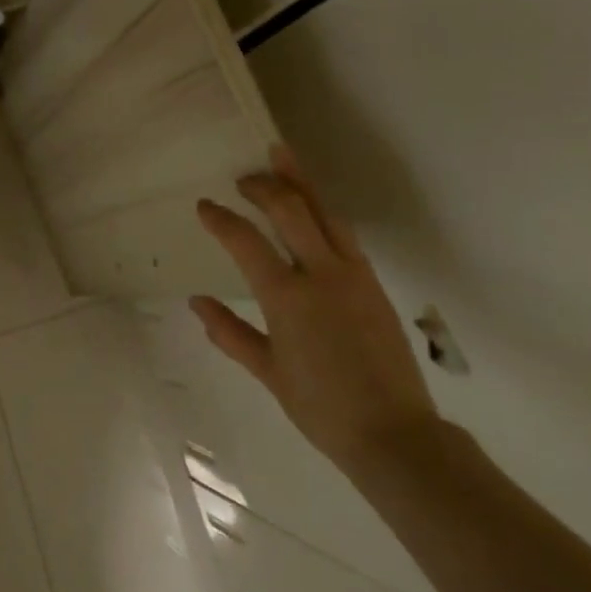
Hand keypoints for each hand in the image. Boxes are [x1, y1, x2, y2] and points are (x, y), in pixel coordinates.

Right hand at [192, 145, 437, 475]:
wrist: (394, 434)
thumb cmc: (321, 407)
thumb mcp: (268, 371)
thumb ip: (229, 332)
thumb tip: (196, 302)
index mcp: (287, 297)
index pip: (245, 241)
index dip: (221, 219)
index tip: (204, 206)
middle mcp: (321, 274)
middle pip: (291, 210)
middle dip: (264, 185)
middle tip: (243, 178)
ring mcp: (353, 274)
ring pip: (324, 212)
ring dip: (300, 183)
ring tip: (281, 157)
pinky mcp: (373, 282)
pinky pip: (344, 233)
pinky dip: (322, 211)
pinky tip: (312, 209)